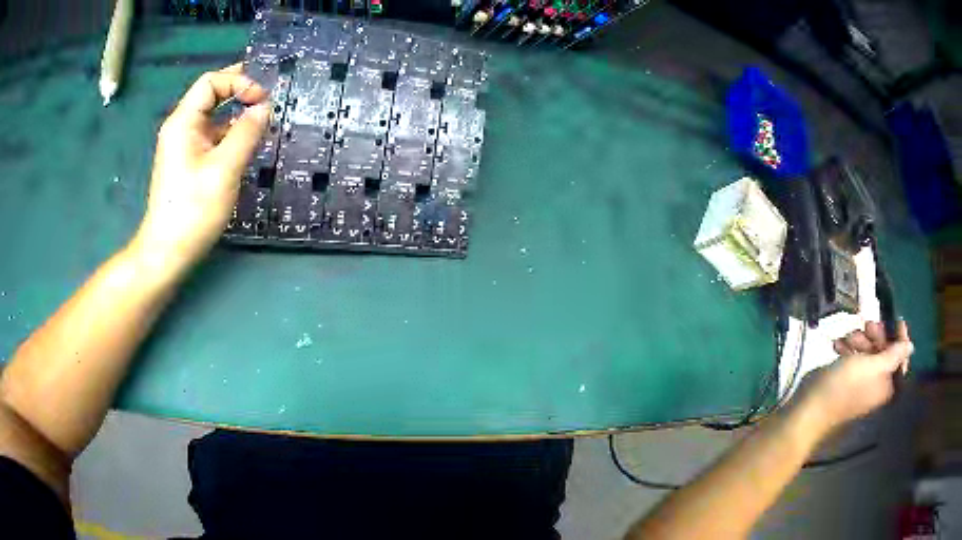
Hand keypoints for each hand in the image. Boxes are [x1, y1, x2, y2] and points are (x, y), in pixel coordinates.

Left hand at [134, 64, 269, 271]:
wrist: (167, 252)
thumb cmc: (193, 209)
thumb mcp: (224, 168)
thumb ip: (247, 132)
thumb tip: (264, 108)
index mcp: (183, 122)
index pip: (211, 82)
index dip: (238, 81)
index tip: (262, 99)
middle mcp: (181, 128)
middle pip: (211, 95)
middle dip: (239, 91)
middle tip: (267, 95)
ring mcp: (183, 146)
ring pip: (213, 117)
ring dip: (236, 114)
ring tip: (262, 121)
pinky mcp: (188, 163)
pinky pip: (211, 137)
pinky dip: (230, 134)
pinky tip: (246, 144)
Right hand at [801, 321, 913, 432]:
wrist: (811, 407)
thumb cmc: (845, 386)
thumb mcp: (872, 367)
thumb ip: (894, 355)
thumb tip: (911, 347)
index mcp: (887, 385)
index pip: (901, 359)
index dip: (900, 338)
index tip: (895, 319)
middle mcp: (877, 383)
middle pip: (884, 351)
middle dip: (876, 336)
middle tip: (867, 325)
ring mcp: (860, 380)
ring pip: (868, 351)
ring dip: (859, 339)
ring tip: (847, 338)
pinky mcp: (846, 376)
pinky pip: (853, 356)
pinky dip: (847, 347)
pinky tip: (838, 345)